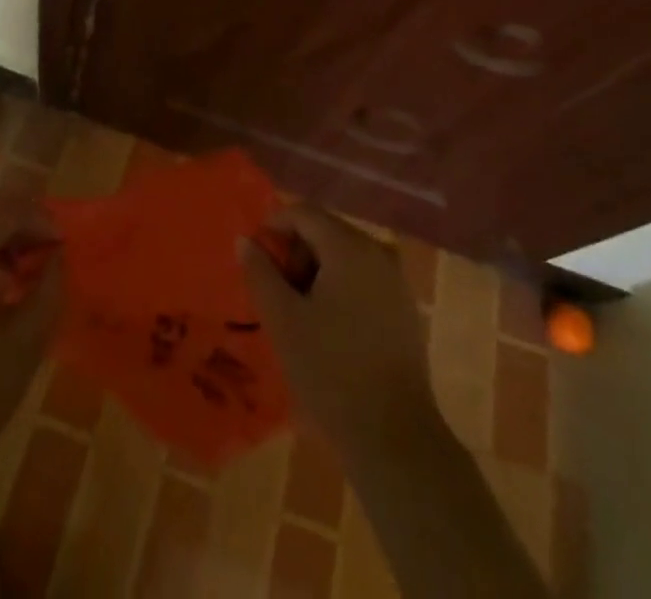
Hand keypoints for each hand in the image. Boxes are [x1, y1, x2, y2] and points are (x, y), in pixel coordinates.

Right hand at [238, 203, 435, 455]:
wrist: (394, 437)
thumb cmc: (330, 371)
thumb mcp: (283, 319)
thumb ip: (260, 272)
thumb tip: (245, 240)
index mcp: (349, 246)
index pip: (304, 213)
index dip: (273, 227)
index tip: (255, 260)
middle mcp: (377, 252)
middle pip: (326, 231)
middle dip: (295, 253)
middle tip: (275, 292)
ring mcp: (396, 280)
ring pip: (344, 256)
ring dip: (315, 272)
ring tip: (297, 313)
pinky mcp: (404, 309)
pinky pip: (363, 279)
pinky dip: (339, 289)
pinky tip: (327, 327)